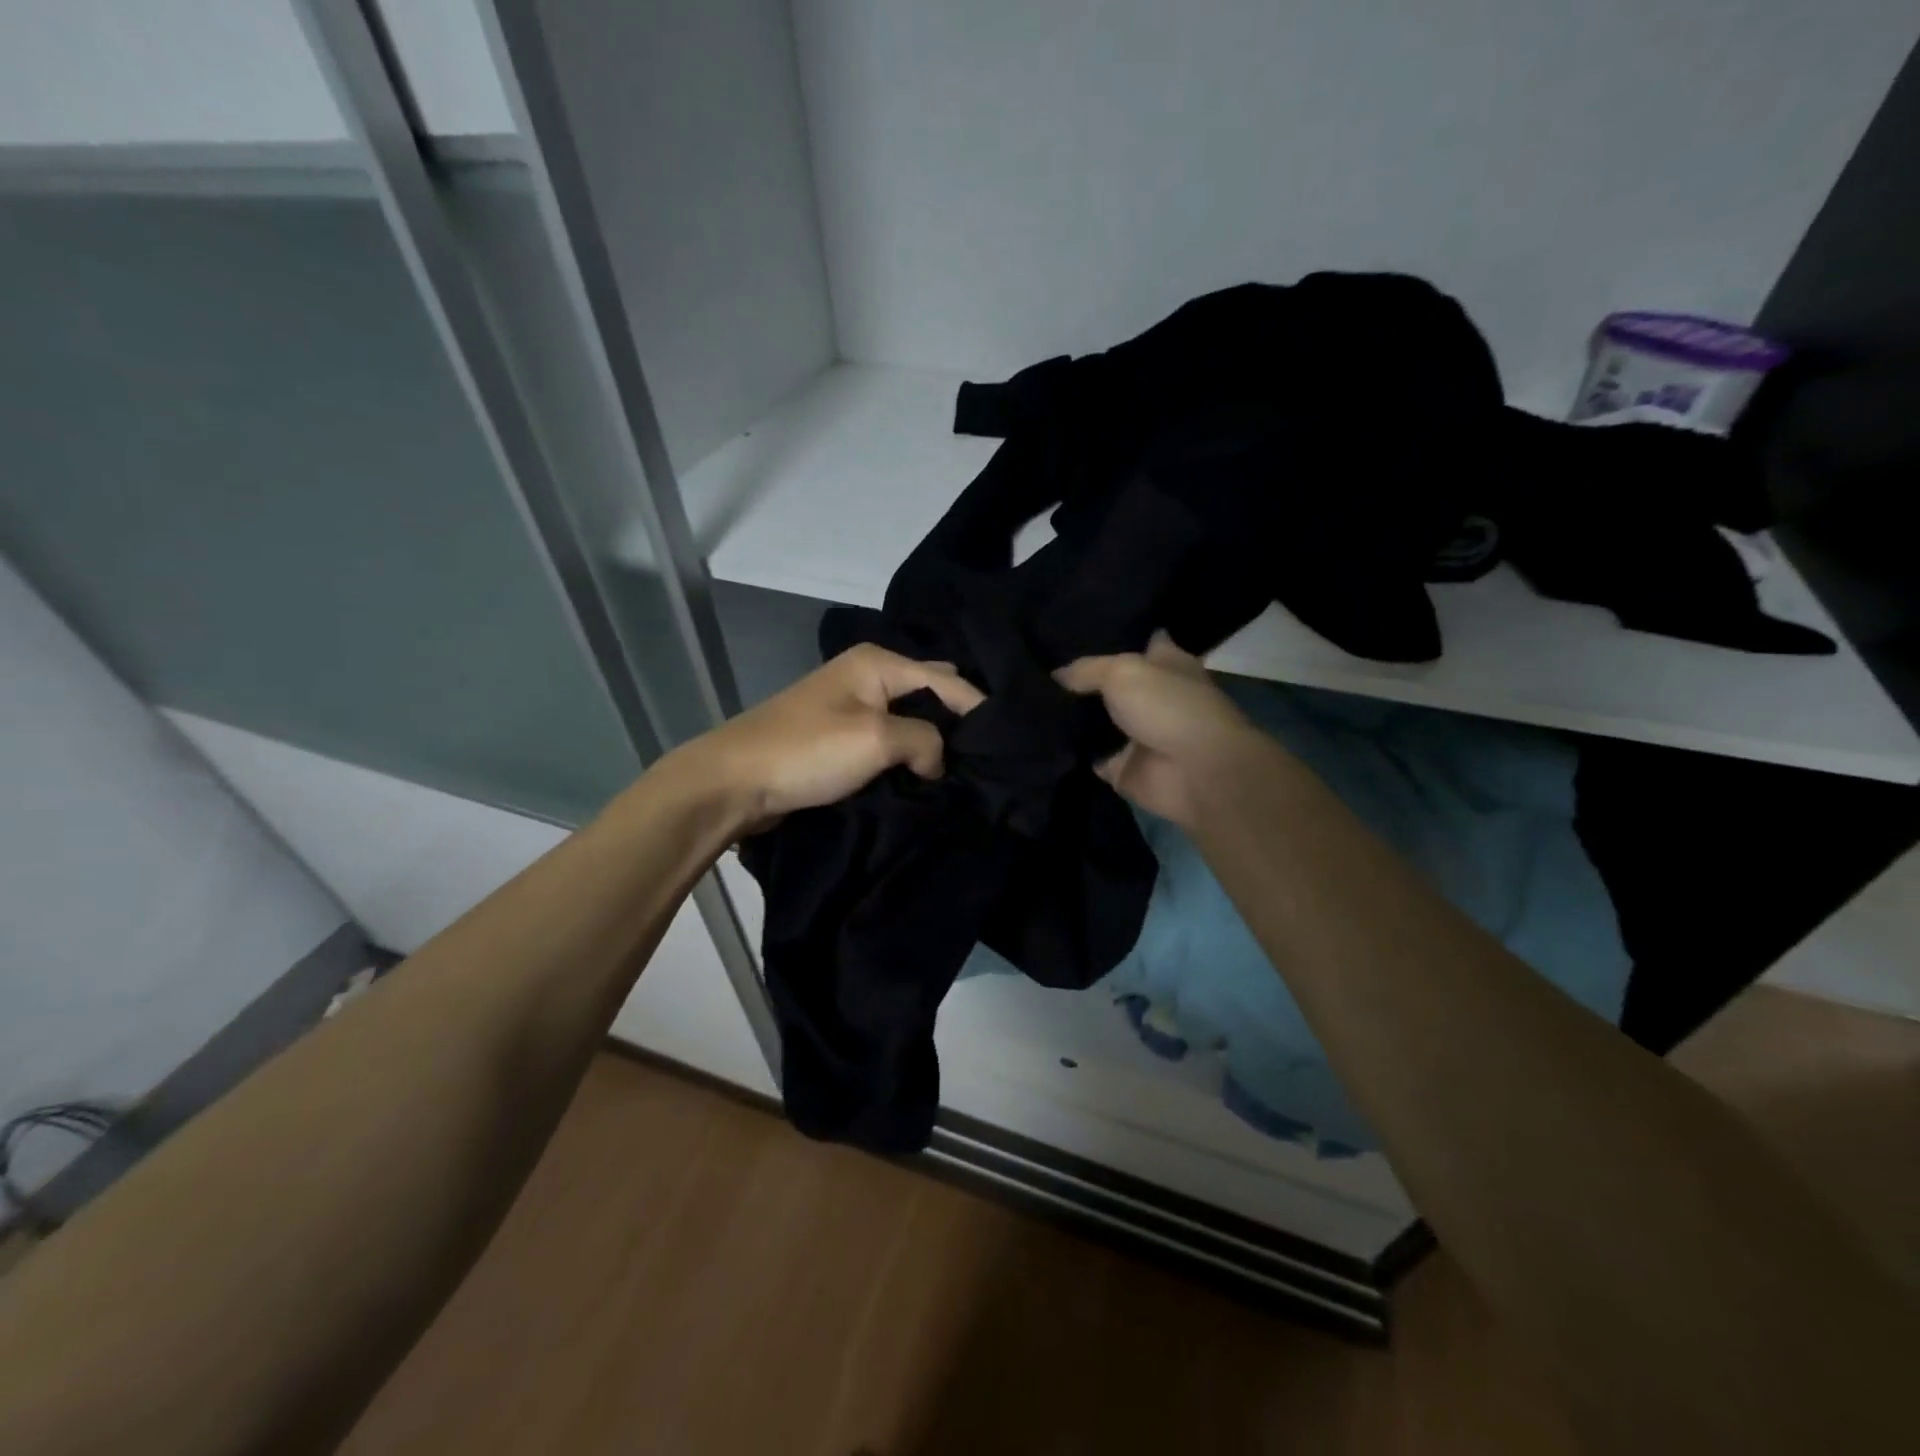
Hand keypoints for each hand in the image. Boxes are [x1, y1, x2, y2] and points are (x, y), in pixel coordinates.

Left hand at [669, 644, 983, 833]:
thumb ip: (924, 741)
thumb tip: (937, 760)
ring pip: (909, 719)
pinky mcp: (839, 735)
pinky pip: (888, 740)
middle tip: (987, 756)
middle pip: (930, 692)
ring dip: (931, 742)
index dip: (979, 710)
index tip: (1008, 745)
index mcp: (878, 662)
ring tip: (964, 769)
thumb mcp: (875, 740)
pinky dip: (907, 755)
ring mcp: (851, 705)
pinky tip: (925, 775)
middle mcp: (867, 674)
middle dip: (956, 721)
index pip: (947, 680)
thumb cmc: (806, 751)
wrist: (732, 782)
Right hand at [1055, 632, 1267, 827]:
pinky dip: (1070, 753)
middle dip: (1080, 681)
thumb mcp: (1121, 671)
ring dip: (1071, 718)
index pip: (1139, 641)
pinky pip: (1089, 757)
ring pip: (1096, 721)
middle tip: (1038, 670)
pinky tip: (1037, 740)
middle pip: (1110, 684)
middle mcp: (1152, 696)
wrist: (1195, 772)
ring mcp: (1137, 734)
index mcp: (1165, 663)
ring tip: (1029, 703)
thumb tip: (1056, 674)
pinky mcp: (1123, 767)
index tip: (1072, 634)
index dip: (1112, 637)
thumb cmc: (1168, 707)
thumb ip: (1086, 670)